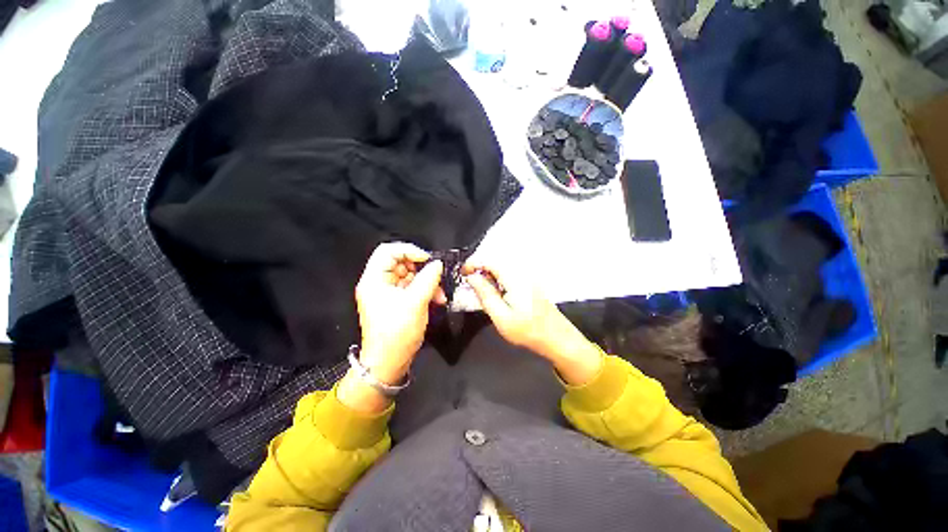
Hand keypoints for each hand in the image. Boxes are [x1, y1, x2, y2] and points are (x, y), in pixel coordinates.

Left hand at [355, 242, 445, 384]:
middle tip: (437, 277)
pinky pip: (412, 288)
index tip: (427, 260)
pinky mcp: (397, 302)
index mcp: (374, 279)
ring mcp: (388, 293)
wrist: (389, 363)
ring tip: (440, 294)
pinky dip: (425, 291)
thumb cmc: (397, 332)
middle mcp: (379, 283)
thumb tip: (438, 263)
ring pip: (410, 276)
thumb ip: (428, 279)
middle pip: (401, 263)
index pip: (388, 251)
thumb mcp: (415, 302)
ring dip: (427, 282)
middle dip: (422, 269)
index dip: (409, 250)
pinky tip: (438, 299)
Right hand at [464, 262, 602, 384]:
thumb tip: (472, 277)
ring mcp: (528, 277)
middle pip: (496, 262)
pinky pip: (510, 275)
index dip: (473, 263)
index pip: (490, 261)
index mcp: (514, 278)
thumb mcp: (500, 316)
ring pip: (503, 269)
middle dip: (480, 270)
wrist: (556, 338)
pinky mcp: (531, 283)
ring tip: (480, 290)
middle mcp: (522, 272)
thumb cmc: (528, 330)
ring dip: (489, 275)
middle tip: (469, 283)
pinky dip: (499, 280)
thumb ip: (485, 294)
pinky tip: (496, 294)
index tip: (462, 272)